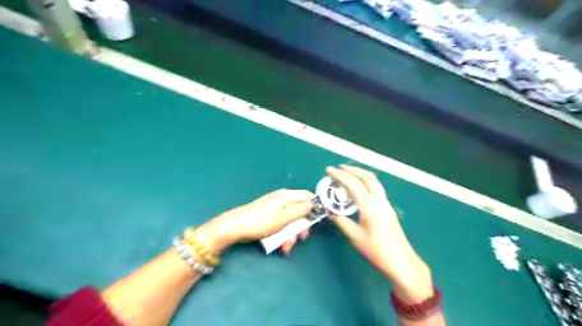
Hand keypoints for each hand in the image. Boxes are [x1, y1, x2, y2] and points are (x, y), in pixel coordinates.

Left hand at [195, 188, 313, 253]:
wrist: (234, 227)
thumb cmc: (260, 222)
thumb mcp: (284, 217)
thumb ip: (300, 210)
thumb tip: (314, 204)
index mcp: (287, 196)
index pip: (307, 196)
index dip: (314, 207)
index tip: (316, 221)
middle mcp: (282, 199)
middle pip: (300, 211)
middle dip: (301, 226)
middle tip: (301, 238)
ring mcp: (275, 208)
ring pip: (291, 220)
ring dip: (291, 234)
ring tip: (286, 247)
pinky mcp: (269, 216)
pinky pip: (282, 224)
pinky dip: (282, 234)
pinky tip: (279, 244)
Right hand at [327, 166, 431, 302]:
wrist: (401, 262)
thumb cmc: (377, 251)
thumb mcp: (356, 238)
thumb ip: (343, 223)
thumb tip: (331, 213)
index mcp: (370, 206)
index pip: (353, 185)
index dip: (340, 176)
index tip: (329, 170)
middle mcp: (380, 201)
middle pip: (368, 177)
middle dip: (353, 170)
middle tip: (339, 168)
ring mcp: (386, 203)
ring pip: (374, 182)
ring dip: (360, 175)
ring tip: (348, 175)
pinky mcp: (388, 208)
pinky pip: (376, 188)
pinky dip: (365, 183)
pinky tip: (358, 189)